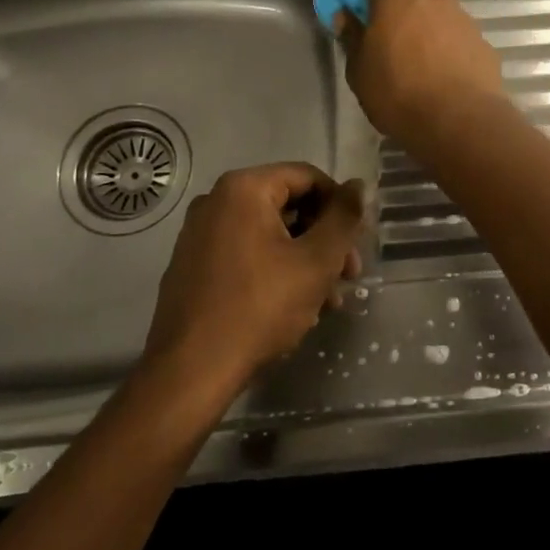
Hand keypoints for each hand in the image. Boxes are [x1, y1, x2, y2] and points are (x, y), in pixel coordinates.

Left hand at [143, 163, 363, 390]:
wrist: (191, 372)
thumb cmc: (260, 307)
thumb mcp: (317, 261)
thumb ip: (344, 217)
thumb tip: (358, 186)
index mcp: (243, 189)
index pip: (308, 177)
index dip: (340, 206)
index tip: (356, 243)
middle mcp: (216, 201)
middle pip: (289, 205)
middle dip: (324, 239)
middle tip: (348, 275)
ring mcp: (199, 235)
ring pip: (270, 234)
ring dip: (305, 260)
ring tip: (328, 301)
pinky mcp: (193, 266)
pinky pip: (246, 253)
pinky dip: (275, 270)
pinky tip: (295, 307)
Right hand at [335, 0, 506, 151]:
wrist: (462, 122)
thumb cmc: (399, 94)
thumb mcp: (360, 71)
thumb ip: (352, 38)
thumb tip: (347, 16)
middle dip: (397, 13)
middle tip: (388, 42)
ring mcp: (462, 18)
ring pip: (434, 19)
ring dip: (424, 34)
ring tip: (417, 70)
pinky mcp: (482, 43)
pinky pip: (455, 41)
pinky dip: (446, 52)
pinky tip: (442, 80)